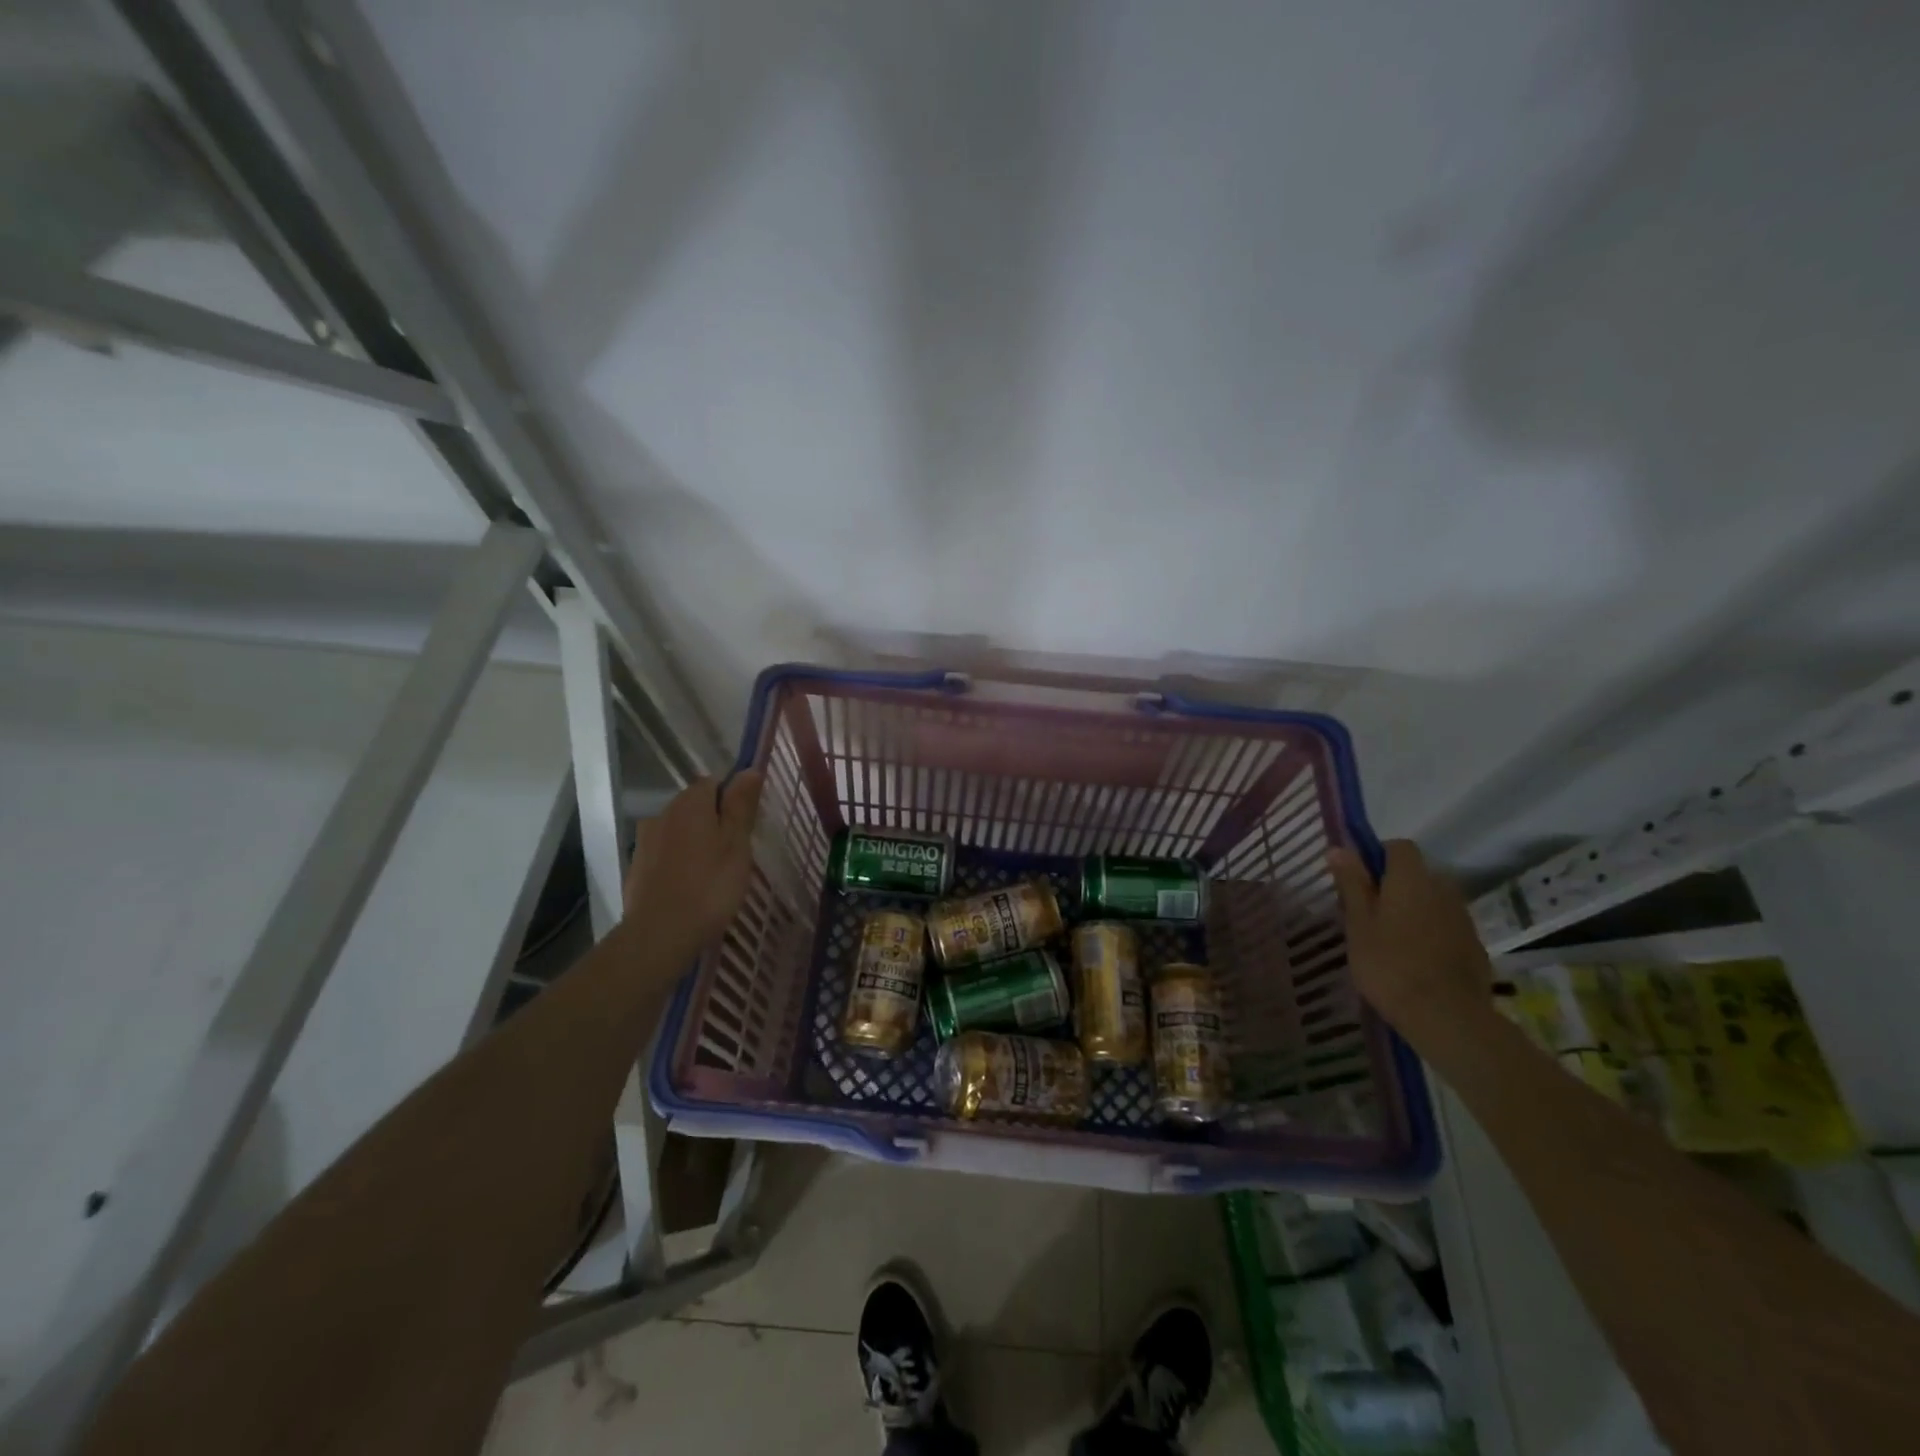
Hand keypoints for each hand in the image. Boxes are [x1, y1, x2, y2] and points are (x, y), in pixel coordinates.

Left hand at [623, 772, 763, 961]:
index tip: (745, 825)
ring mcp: (646, 840)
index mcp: (690, 803)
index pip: (714, 782)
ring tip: (713, 872)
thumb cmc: (710, 885)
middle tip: (735, 852)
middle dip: (714, 820)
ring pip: (679, 829)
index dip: (732, 799)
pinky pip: (665, 852)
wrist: (661, 932)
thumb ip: (741, 804)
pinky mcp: (637, 866)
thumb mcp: (737, 843)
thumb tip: (749, 769)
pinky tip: (691, 885)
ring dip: (696, 841)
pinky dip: (679, 861)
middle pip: (695, 805)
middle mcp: (663, 813)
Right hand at [1326, 839, 1492, 1039]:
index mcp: (1411, 879)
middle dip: (1395, 886)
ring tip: (1391, 941)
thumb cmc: (1389, 964)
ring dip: (1414, 910)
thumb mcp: (1358, 923)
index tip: (1359, 881)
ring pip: (1433, 901)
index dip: (1377, 856)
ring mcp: (1463, 919)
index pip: (1398, 847)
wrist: (1446, 1016)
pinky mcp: (1475, 946)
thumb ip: (1351, 883)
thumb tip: (1339, 848)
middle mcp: (1442, 890)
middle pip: (1417, 874)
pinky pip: (1447, 927)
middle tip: (1370, 915)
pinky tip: (1416, 961)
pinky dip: (1432, 934)